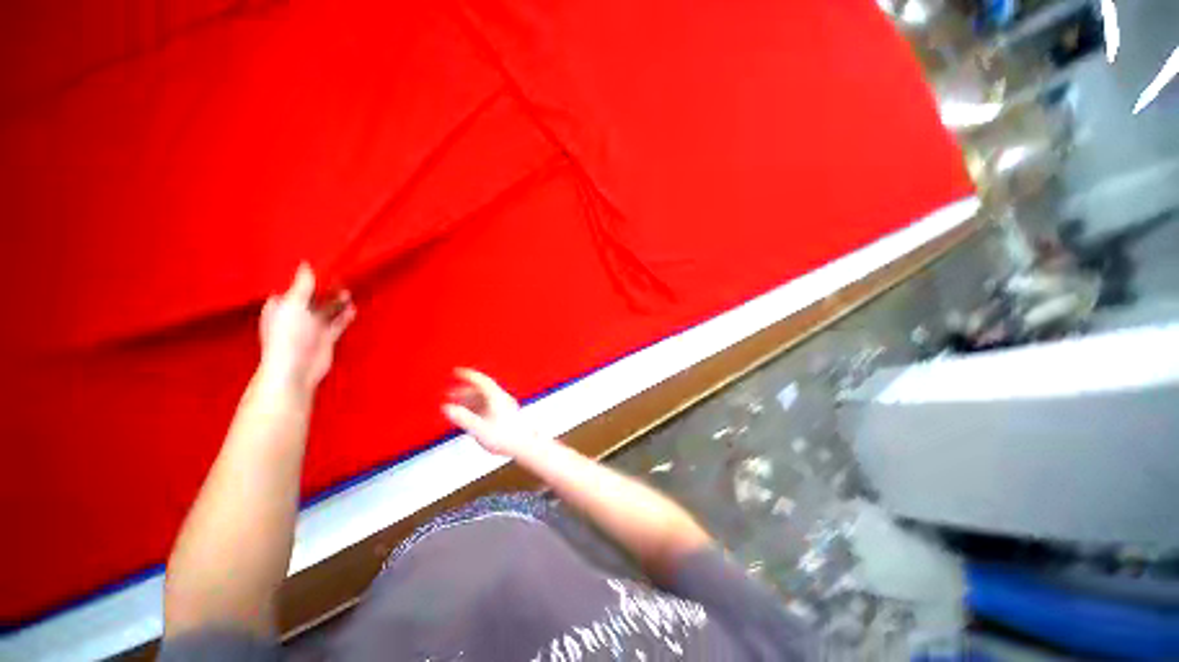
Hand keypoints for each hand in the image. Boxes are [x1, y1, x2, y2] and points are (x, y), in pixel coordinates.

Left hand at [259, 263, 355, 393]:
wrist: (296, 368)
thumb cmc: (288, 334)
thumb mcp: (293, 304)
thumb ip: (302, 285)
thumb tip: (306, 265)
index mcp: (281, 306)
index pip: (295, 288)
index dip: (307, 279)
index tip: (324, 267)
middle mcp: (296, 315)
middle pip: (314, 298)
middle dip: (326, 289)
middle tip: (342, 278)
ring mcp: (312, 327)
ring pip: (328, 309)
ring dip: (338, 301)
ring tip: (349, 292)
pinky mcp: (327, 337)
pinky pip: (338, 322)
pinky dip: (346, 315)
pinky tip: (353, 308)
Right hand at [442, 368, 538, 456]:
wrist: (524, 446)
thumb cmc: (504, 437)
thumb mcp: (480, 428)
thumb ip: (463, 418)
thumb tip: (447, 408)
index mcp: (497, 398)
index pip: (482, 381)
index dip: (469, 375)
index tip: (457, 371)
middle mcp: (502, 399)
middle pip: (482, 390)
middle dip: (465, 390)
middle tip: (450, 393)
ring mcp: (505, 406)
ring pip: (484, 398)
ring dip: (469, 400)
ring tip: (456, 404)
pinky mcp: (505, 414)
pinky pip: (488, 405)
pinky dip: (476, 407)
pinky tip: (469, 414)